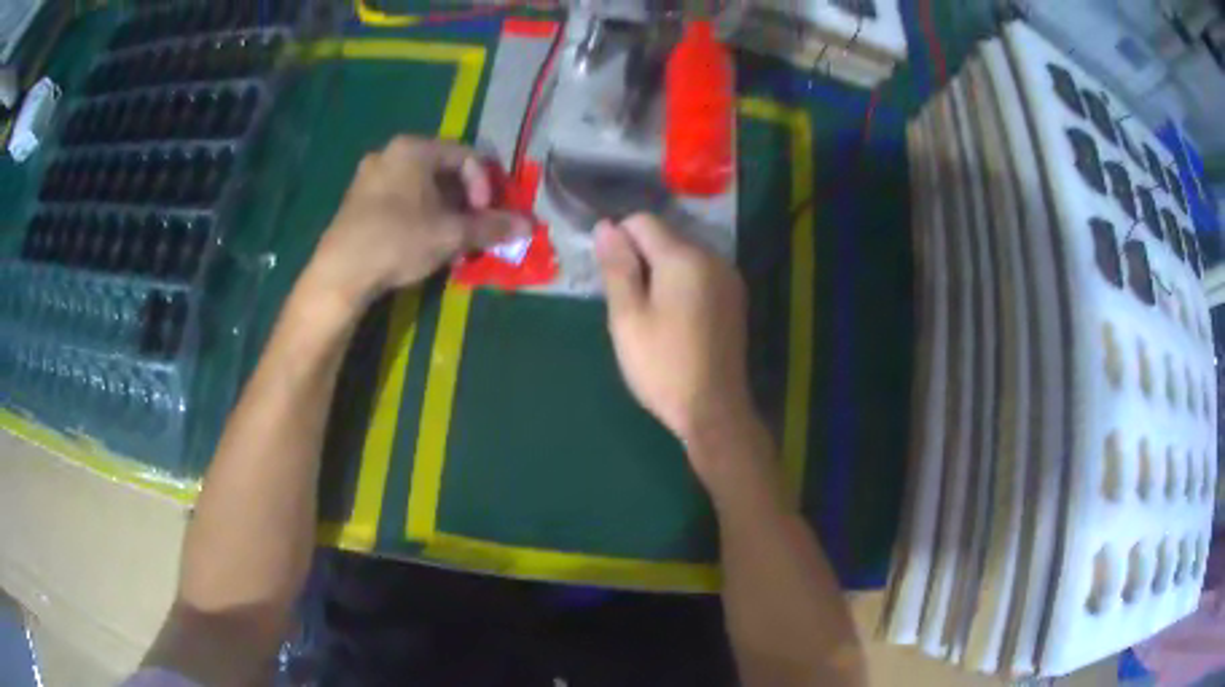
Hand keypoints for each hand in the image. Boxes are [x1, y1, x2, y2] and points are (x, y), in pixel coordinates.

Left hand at [305, 136, 529, 311]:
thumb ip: (491, 227)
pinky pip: (399, 199)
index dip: (485, 186)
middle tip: (470, 232)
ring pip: (421, 188)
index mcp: (414, 148)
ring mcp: (369, 176)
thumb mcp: (451, 234)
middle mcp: (390, 153)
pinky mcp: (356, 201)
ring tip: (448, 244)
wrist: (340, 273)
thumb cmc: (398, 240)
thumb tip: (529, 225)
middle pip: (443, 172)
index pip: (467, 156)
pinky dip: (418, 216)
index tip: (485, 217)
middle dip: (464, 203)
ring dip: (443, 213)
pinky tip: (420, 245)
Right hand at [596, 214, 759, 472]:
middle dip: (639, 258)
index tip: (609, 277)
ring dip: (659, 272)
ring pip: (682, 255)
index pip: (642, 221)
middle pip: (664, 236)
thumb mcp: (628, 317)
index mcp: (685, 257)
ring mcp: (728, 278)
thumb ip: (617, 266)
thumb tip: (605, 225)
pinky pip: (699, 274)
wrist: (714, 409)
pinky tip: (674, 319)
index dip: (618, 240)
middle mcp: (713, 257)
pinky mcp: (734, 298)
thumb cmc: (663, 365)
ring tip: (649, 315)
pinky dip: (680, 284)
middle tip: (628, 303)